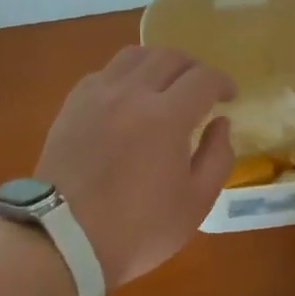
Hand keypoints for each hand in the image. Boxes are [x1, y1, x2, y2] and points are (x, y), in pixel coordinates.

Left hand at [36, 46, 236, 286]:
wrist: (64, 240)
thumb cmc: (137, 229)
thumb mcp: (195, 204)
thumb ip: (217, 157)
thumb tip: (220, 123)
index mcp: (166, 117)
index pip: (203, 78)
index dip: (222, 82)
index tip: (229, 96)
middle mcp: (131, 93)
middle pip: (169, 57)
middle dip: (194, 68)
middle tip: (201, 89)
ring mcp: (98, 95)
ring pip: (134, 55)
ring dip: (158, 63)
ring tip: (165, 84)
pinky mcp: (73, 104)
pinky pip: (105, 72)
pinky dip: (125, 75)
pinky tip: (128, 97)